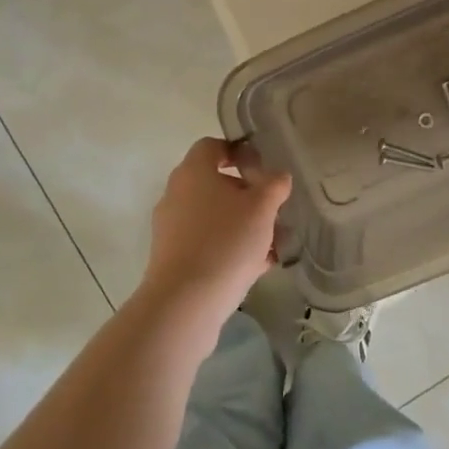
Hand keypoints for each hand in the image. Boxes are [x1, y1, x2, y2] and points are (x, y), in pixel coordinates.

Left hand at [143, 138, 290, 319]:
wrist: (185, 303)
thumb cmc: (226, 242)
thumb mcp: (262, 207)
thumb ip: (274, 185)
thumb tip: (277, 177)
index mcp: (193, 171)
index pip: (213, 145)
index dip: (240, 151)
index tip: (264, 169)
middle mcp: (177, 193)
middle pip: (216, 183)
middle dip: (249, 195)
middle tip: (273, 211)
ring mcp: (171, 227)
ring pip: (215, 216)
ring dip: (243, 225)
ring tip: (273, 245)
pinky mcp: (173, 257)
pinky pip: (207, 242)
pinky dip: (230, 247)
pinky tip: (256, 267)